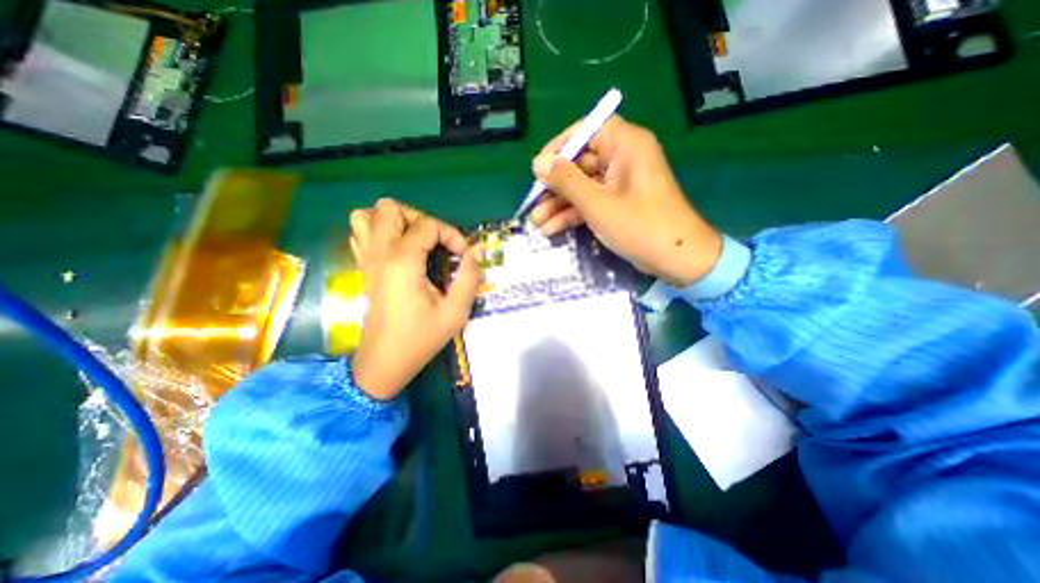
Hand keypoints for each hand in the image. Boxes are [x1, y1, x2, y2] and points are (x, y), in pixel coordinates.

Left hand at [347, 199, 480, 400]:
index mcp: (403, 262)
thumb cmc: (421, 338)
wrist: (385, 361)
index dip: (451, 234)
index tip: (463, 256)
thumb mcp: (455, 311)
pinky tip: (398, 249)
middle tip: (437, 242)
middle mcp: (380, 253)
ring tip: (415, 240)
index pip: (427, 225)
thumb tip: (477, 251)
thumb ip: (470, 277)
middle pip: (390, 208)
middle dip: (420, 218)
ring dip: (394, 221)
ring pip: (367, 215)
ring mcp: (367, 259)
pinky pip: (361, 234)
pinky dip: (379, 231)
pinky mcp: (363, 268)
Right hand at [529, 117, 724, 286]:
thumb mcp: (597, 203)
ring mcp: (620, 183)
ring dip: (559, 205)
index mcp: (625, 144)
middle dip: (554, 187)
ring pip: (582, 186)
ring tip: (536, 224)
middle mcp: (623, 158)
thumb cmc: (640, 226)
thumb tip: (538, 163)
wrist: (676, 259)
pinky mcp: (618, 203)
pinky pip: (590, 202)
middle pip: (580, 163)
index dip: (559, 148)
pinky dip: (573, 214)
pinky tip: (551, 229)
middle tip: (532, 204)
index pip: (586, 131)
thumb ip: (566, 181)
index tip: (538, 168)